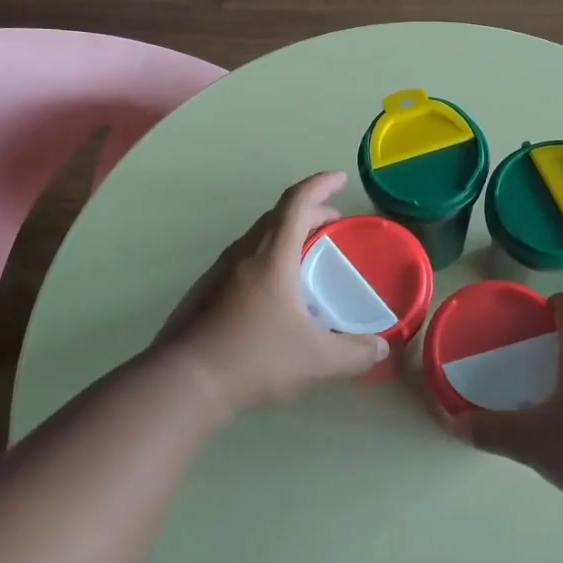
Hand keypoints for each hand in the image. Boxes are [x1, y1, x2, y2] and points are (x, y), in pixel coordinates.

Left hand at [152, 172, 390, 417]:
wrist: (182, 384)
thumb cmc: (254, 359)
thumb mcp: (315, 360)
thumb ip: (354, 353)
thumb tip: (381, 349)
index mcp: (272, 256)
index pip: (297, 203)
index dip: (320, 185)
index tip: (339, 178)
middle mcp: (243, 254)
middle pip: (278, 217)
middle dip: (309, 212)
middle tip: (333, 224)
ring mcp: (218, 273)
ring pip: (257, 238)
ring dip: (285, 235)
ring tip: (306, 256)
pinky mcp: (204, 293)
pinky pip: (242, 260)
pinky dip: (267, 258)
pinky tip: (273, 292)